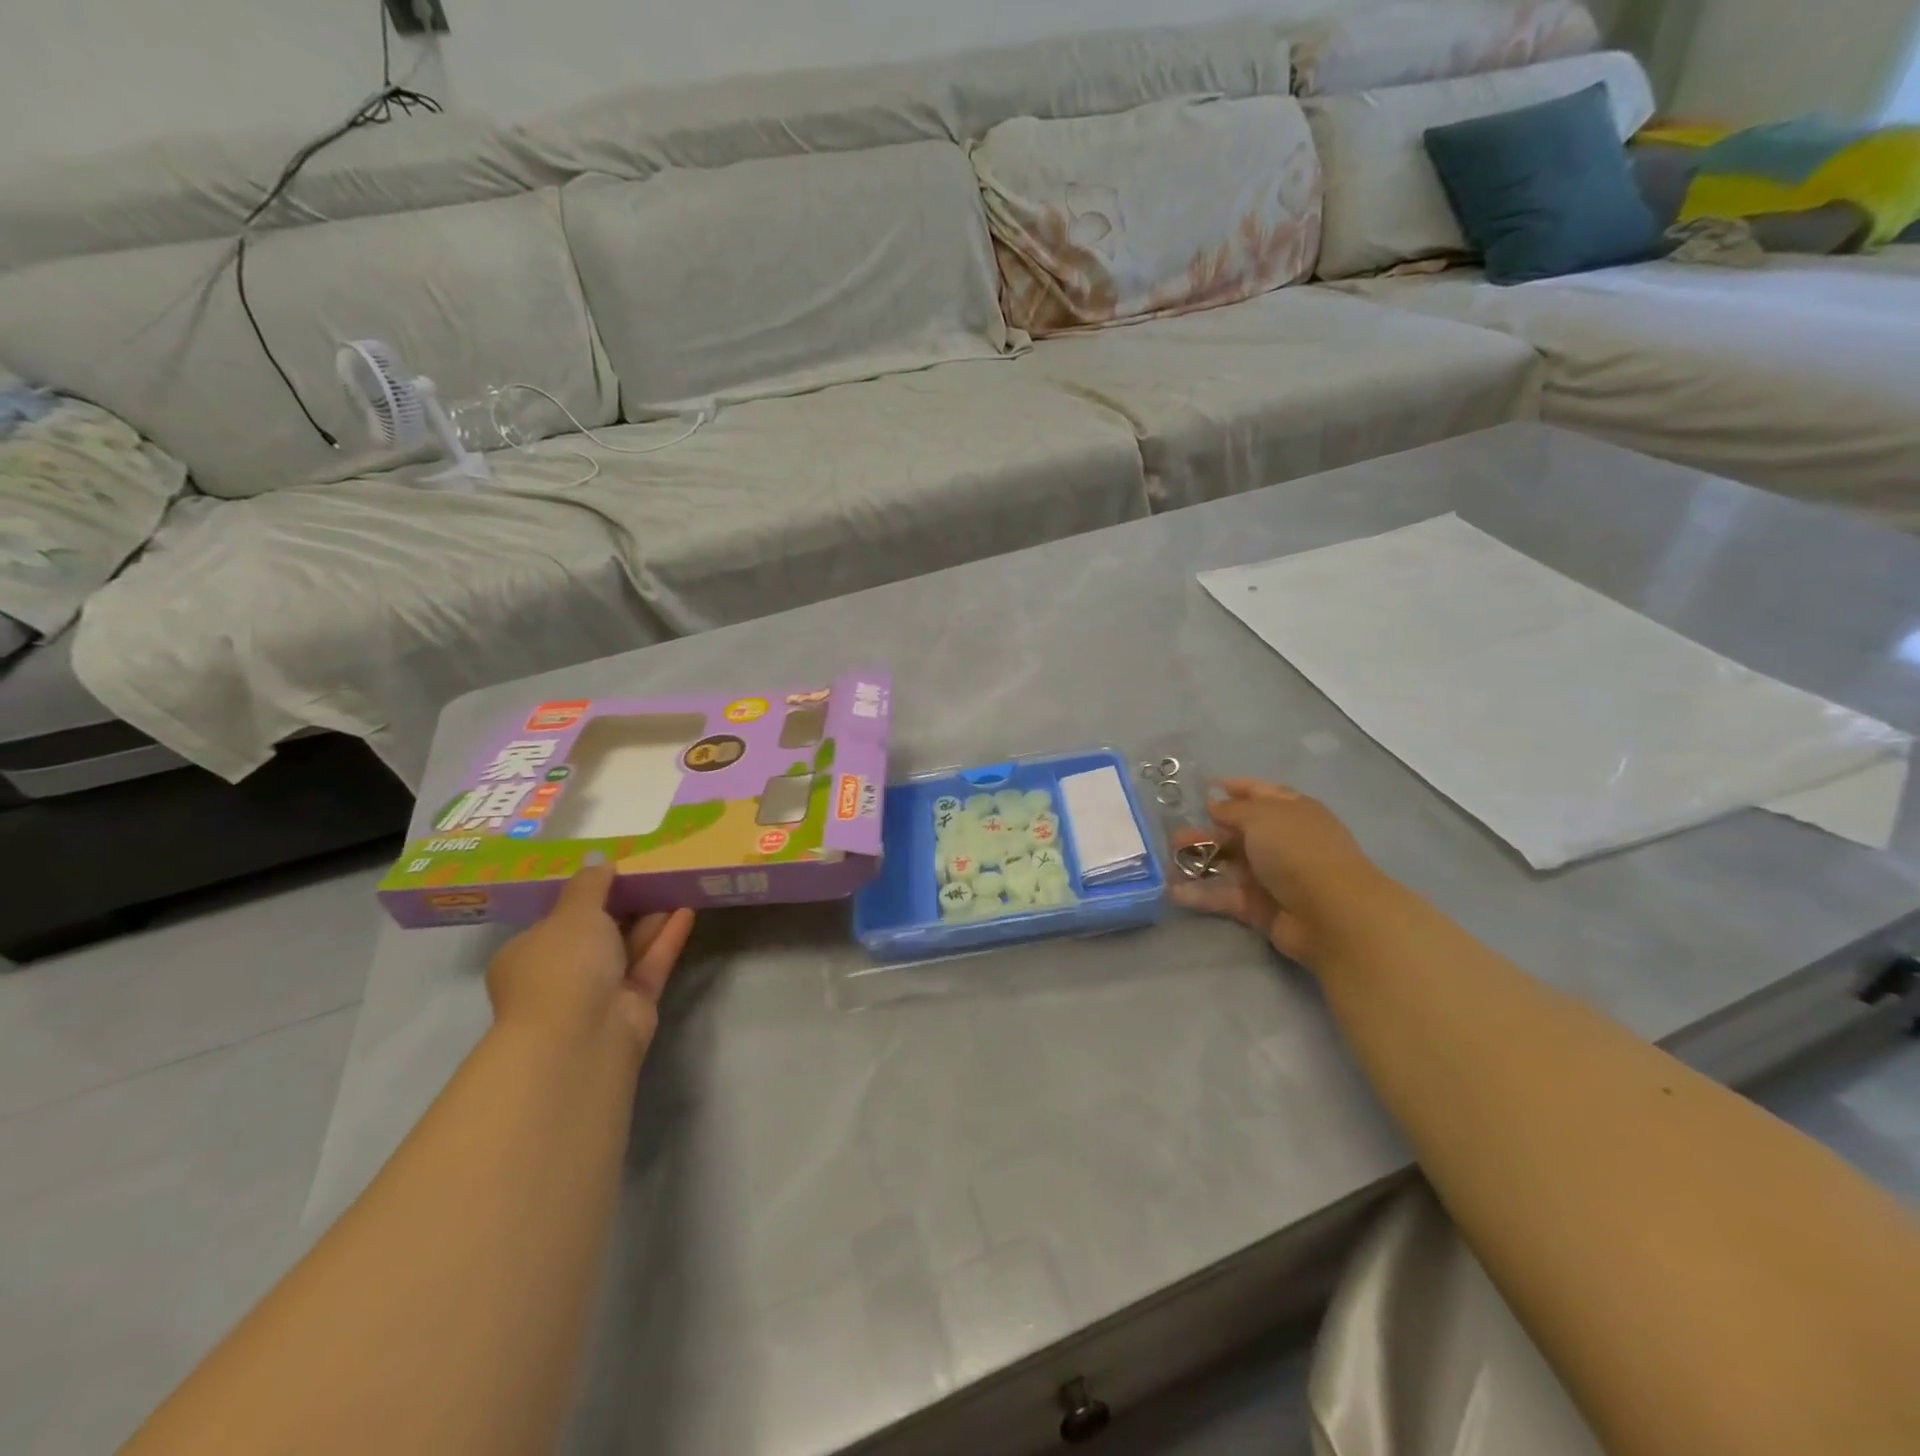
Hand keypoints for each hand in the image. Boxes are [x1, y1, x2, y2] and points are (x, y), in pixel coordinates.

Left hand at [486, 865, 695, 1055]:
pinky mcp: (634, 1004)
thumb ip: (590, 885)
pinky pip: (652, 963)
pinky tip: (688, 908)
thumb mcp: (573, 912)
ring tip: (678, 882)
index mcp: (529, 953)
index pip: (557, 920)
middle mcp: (562, 974)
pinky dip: (667, 937)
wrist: (581, 1036)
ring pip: (629, 947)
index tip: (615, 871)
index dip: (586, 894)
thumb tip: (600, 862)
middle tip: (654, 871)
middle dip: (626, 904)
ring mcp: (599, 992)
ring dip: (651, 917)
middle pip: (598, 932)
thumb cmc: (562, 965)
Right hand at [1171, 780, 1388, 969]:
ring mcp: (1272, 876)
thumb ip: (1232, 810)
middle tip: (1173, 836)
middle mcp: (1282, 842)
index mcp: (1291, 812)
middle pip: (1238, 832)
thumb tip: (1214, 803)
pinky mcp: (1261, 908)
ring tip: (1167, 863)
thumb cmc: (1298, 851)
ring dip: (1198, 862)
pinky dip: (1202, 895)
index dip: (1234, 788)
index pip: (1260, 793)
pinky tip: (1175, 892)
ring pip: (1228, 865)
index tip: (1204, 787)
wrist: (1331, 914)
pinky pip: (1226, 897)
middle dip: (1205, 831)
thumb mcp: (1262, 818)